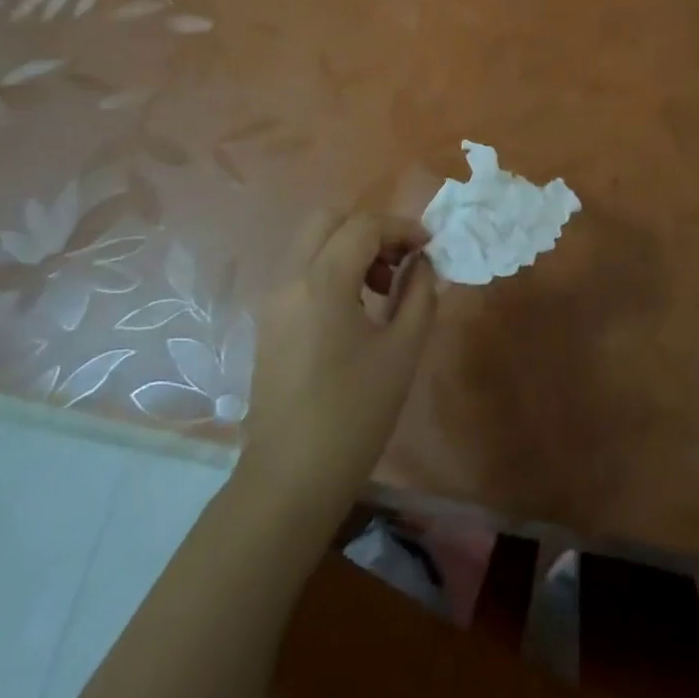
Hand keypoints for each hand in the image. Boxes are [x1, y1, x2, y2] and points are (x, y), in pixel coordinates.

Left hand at [241, 211, 437, 517]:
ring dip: (349, 246)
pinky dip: (331, 268)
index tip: (429, 247)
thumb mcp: (402, 351)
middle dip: (370, 228)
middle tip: (400, 259)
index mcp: (322, 282)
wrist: (291, 478)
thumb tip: (422, 263)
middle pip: (328, 219)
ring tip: (383, 287)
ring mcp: (273, 299)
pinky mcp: (269, 321)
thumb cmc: (354, 414)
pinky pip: (301, 270)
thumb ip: (419, 294)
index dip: (402, 228)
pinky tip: (356, 307)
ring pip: (311, 242)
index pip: (364, 226)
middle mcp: (290, 279)